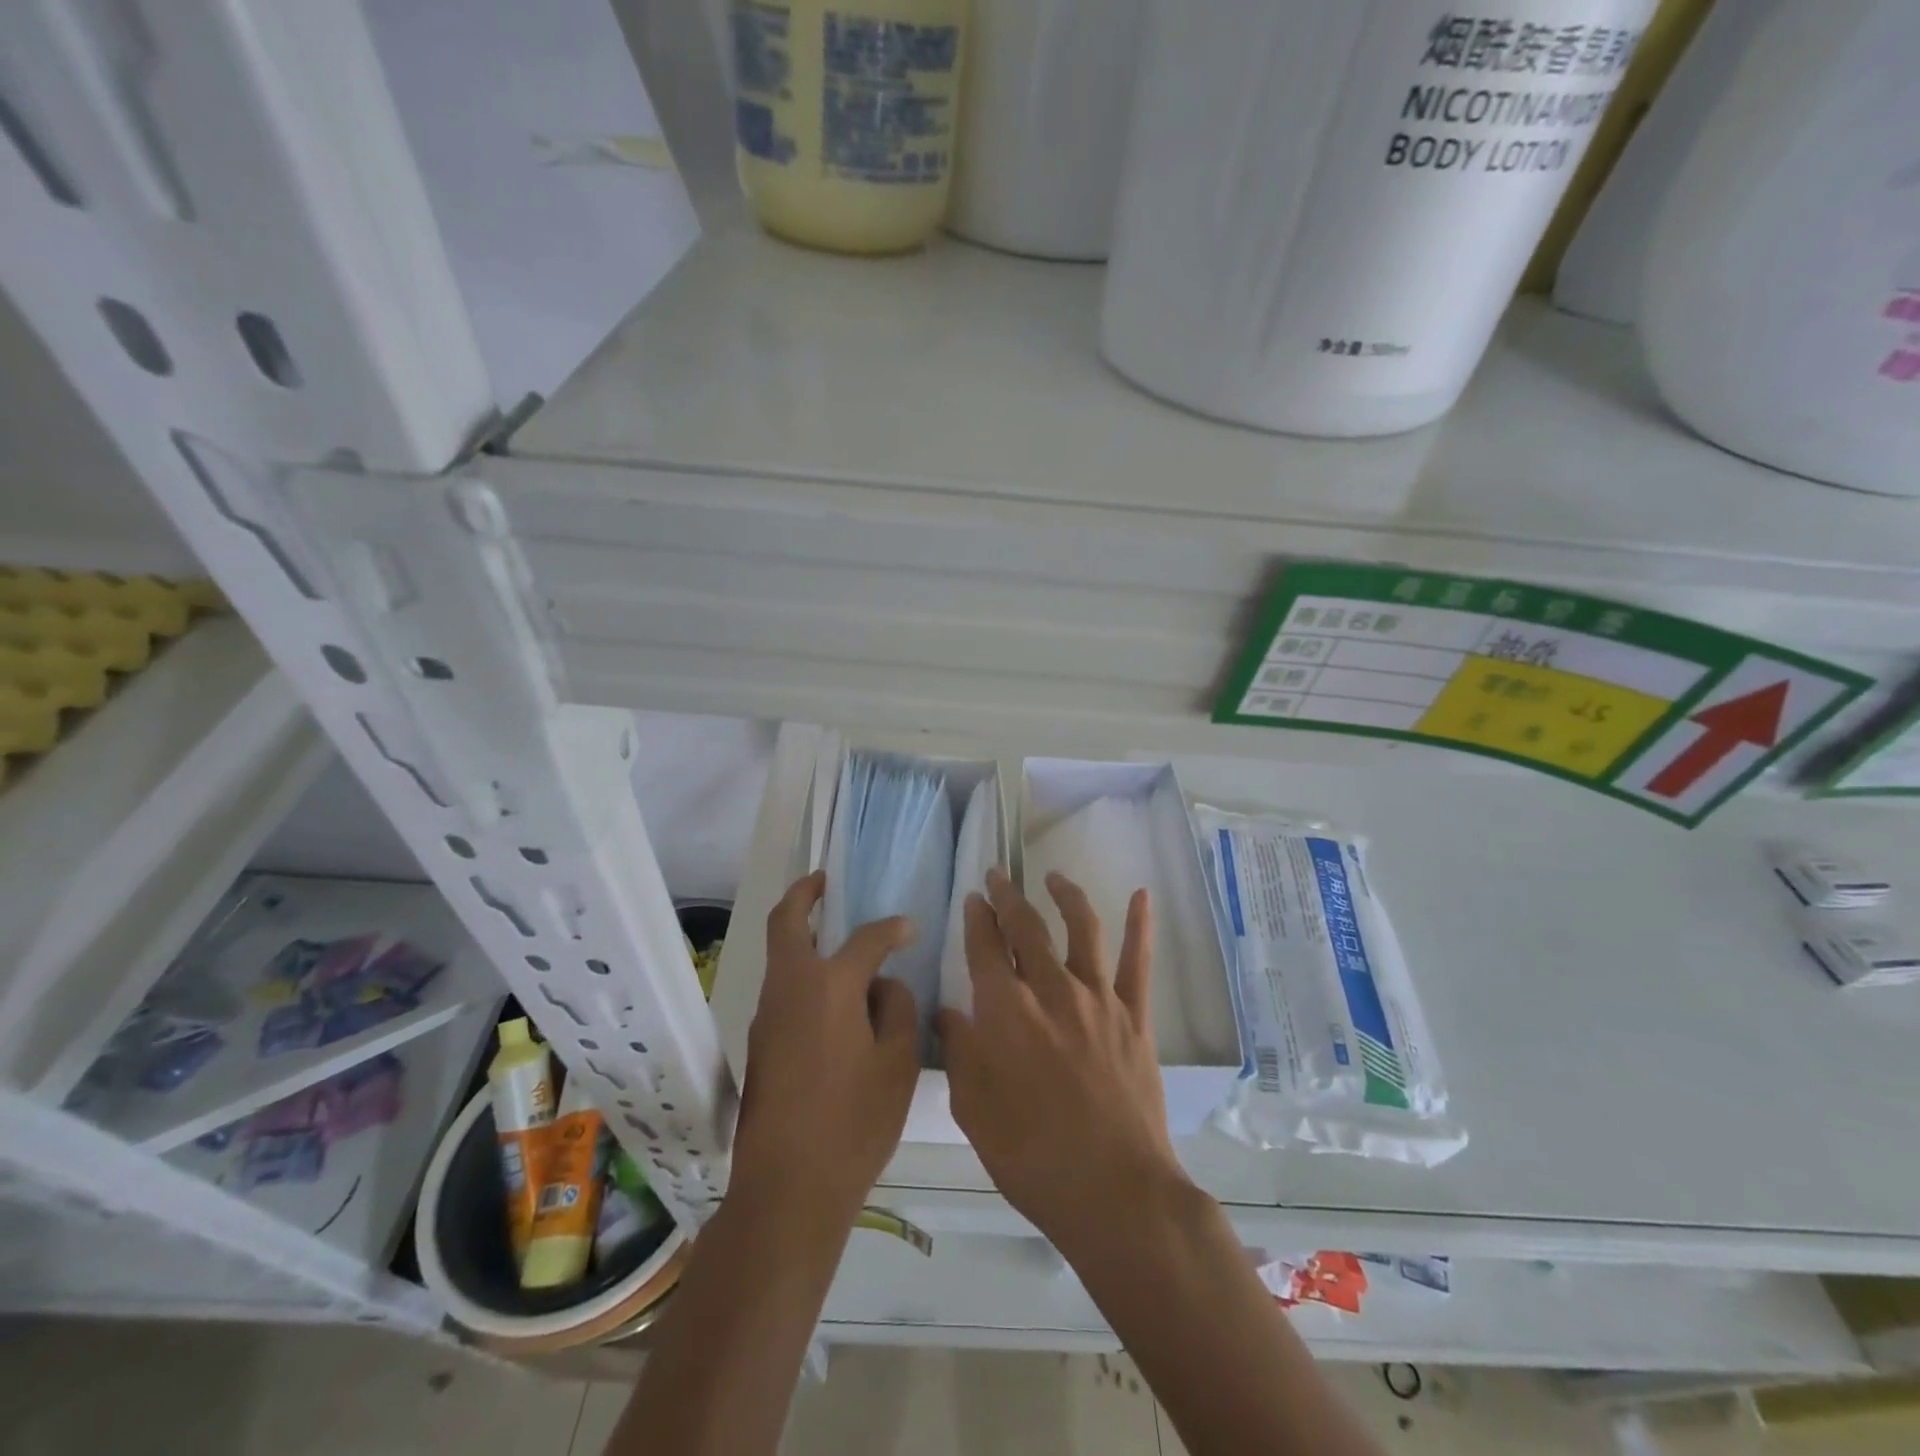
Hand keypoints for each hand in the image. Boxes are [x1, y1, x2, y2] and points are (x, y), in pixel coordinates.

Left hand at [731, 871, 920, 1219]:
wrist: (788, 1189)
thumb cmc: (853, 1123)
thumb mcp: (897, 1064)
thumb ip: (898, 1010)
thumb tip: (884, 986)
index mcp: (828, 986)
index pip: (865, 939)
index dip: (891, 929)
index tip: (909, 928)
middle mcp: (789, 989)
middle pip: (786, 923)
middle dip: (804, 894)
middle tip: (825, 880)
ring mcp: (767, 1016)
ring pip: (781, 956)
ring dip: (802, 935)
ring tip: (838, 938)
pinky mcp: (760, 1044)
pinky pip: (783, 989)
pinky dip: (803, 973)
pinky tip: (833, 995)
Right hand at [937, 867, 1190, 1254]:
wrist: (1114, 1192)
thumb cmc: (1031, 1156)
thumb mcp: (973, 1110)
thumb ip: (959, 1052)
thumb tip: (949, 1014)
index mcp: (1005, 1011)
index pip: (985, 946)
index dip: (977, 917)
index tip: (973, 898)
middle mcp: (1050, 990)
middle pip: (1026, 927)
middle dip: (1008, 897)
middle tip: (999, 877)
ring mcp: (1098, 999)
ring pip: (1081, 928)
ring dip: (1065, 896)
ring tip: (1054, 876)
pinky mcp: (1134, 1016)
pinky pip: (1138, 962)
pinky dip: (1141, 925)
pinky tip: (1142, 896)